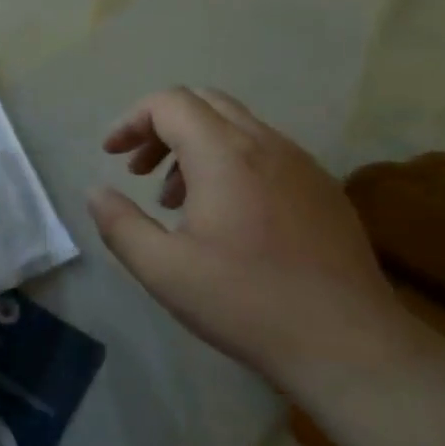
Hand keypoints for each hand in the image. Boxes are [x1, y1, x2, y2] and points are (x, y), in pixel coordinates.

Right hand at [87, 88, 413, 388]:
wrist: (348, 343)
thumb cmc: (246, 303)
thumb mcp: (165, 270)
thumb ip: (120, 225)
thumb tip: (96, 191)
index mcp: (224, 153)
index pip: (169, 103)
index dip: (132, 121)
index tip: (112, 155)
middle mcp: (265, 143)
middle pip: (203, 102)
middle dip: (161, 127)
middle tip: (139, 171)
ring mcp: (301, 163)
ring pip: (236, 126)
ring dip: (195, 146)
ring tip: (176, 200)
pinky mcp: (322, 187)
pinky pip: (266, 151)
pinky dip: (231, 162)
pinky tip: (227, 216)